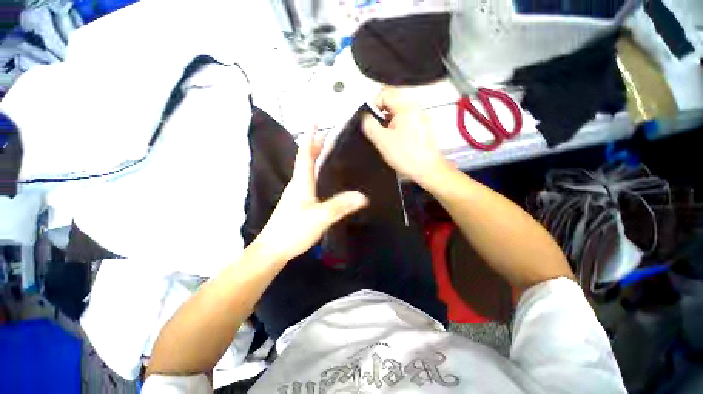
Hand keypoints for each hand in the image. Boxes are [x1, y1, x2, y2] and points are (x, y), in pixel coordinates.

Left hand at [253, 130, 368, 263]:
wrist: (273, 249)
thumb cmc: (293, 230)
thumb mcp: (320, 217)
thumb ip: (341, 206)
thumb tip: (363, 196)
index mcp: (301, 182)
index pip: (305, 153)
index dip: (311, 137)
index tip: (315, 120)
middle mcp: (297, 184)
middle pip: (305, 159)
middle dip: (315, 145)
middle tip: (327, 135)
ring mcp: (295, 194)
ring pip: (306, 169)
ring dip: (314, 157)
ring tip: (326, 151)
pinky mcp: (296, 203)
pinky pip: (307, 180)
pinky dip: (314, 171)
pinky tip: (321, 177)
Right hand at [362, 87, 449, 184]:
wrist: (427, 169)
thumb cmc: (407, 155)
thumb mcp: (382, 140)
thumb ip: (370, 125)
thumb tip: (364, 117)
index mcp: (406, 107)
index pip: (384, 94)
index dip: (373, 105)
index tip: (370, 119)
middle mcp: (415, 108)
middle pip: (392, 102)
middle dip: (381, 115)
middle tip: (377, 130)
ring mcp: (420, 117)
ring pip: (398, 113)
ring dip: (388, 122)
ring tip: (386, 137)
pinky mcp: (422, 127)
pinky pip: (405, 121)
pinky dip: (397, 127)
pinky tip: (395, 141)